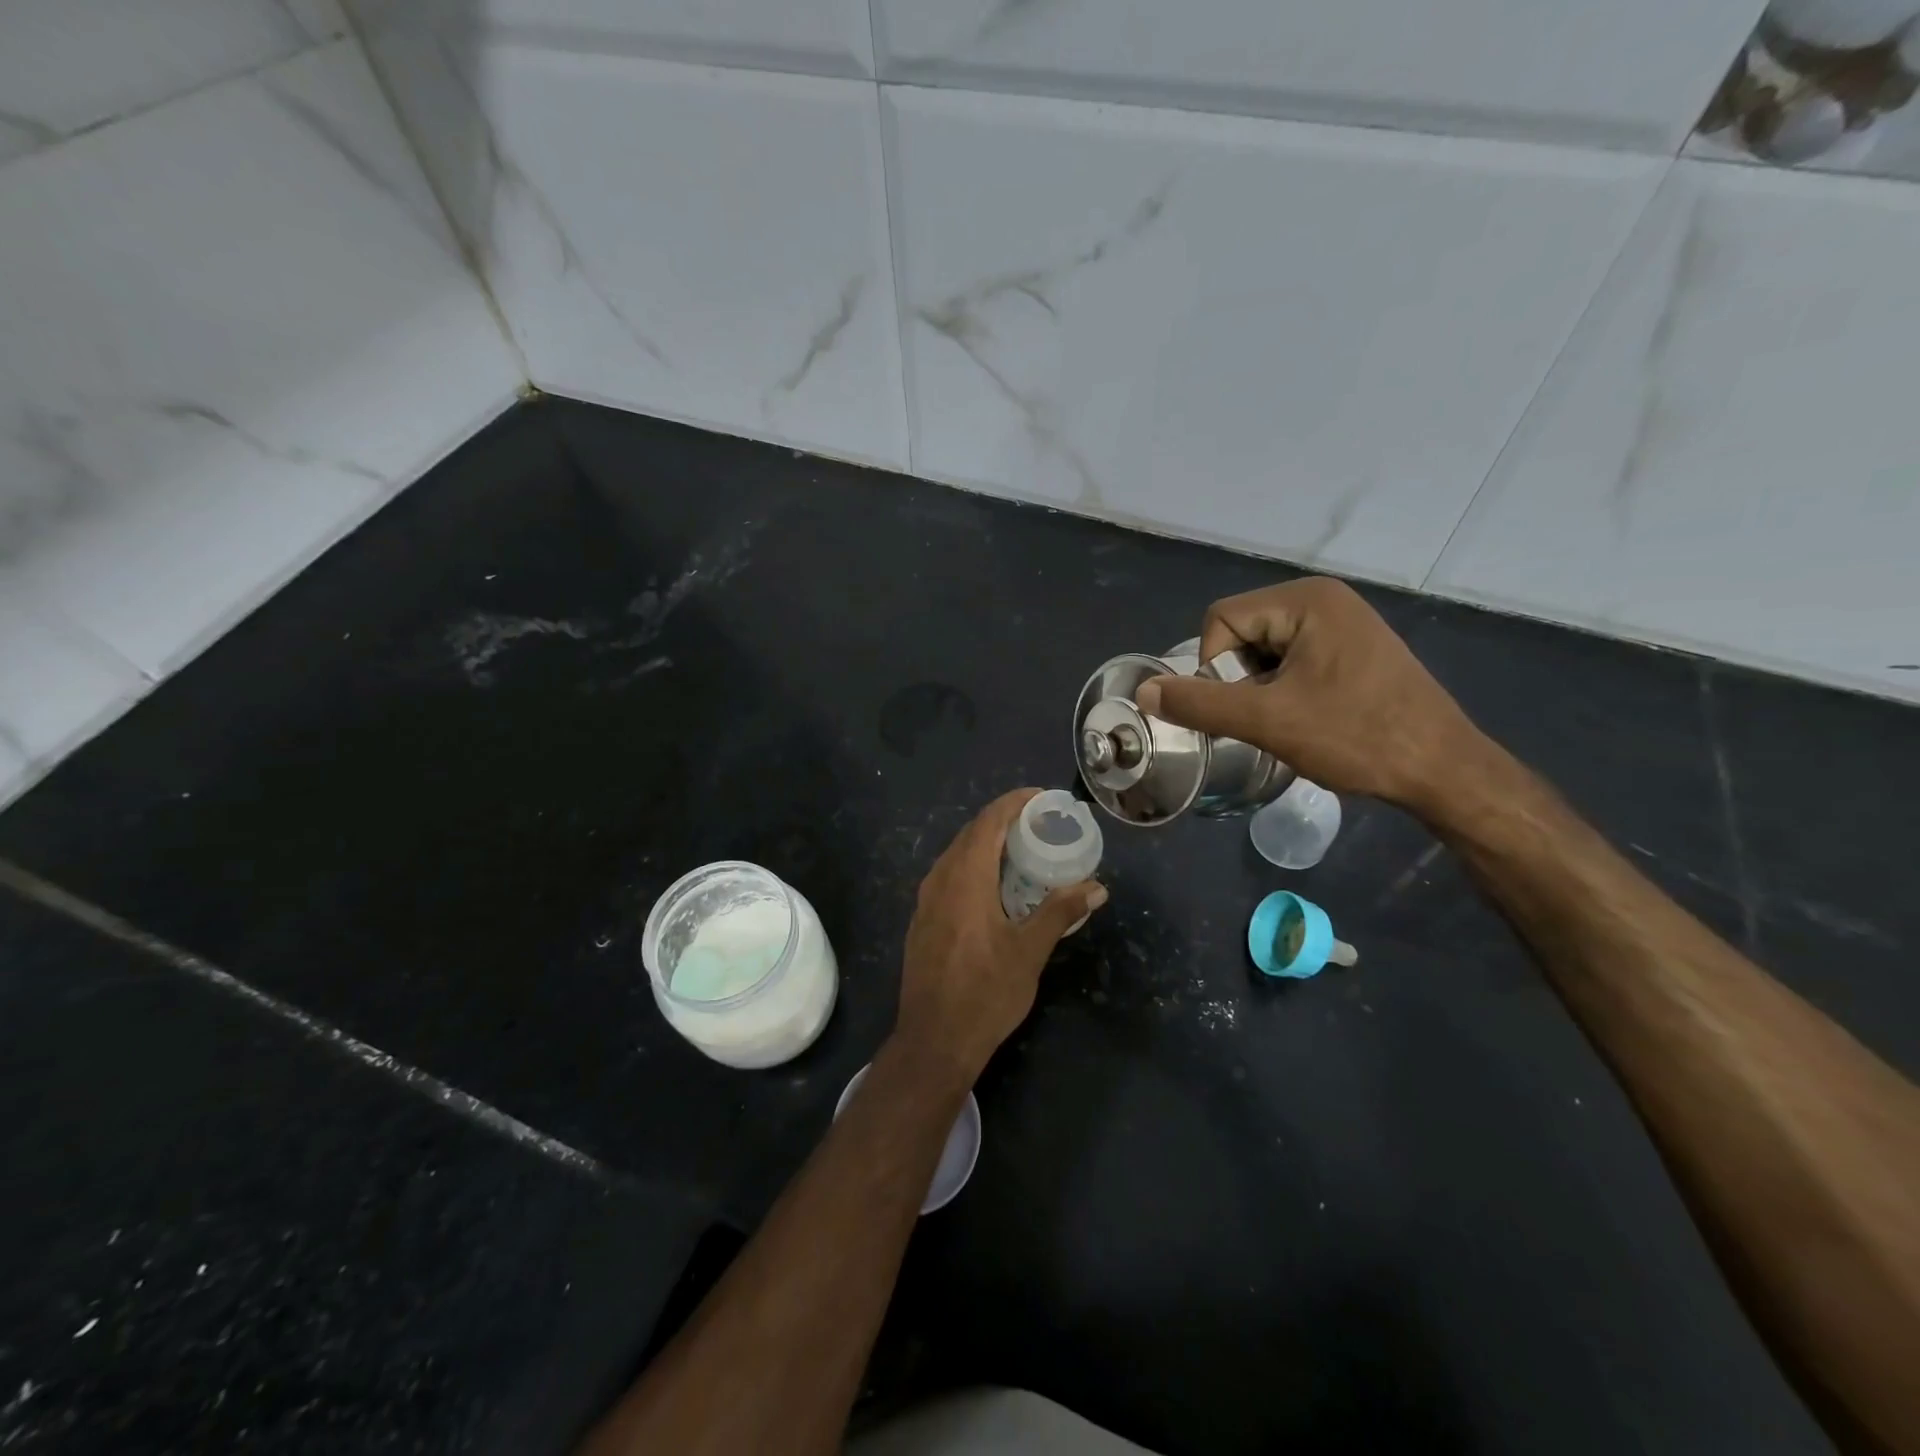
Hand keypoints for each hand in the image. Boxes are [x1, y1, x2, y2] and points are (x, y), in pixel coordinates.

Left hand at [893, 789, 1106, 1081]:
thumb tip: (1096, 888)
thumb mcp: (1029, 952)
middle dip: (1005, 821)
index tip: (1042, 798)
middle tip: (1041, 824)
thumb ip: (1060, 912)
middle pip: (971, 834)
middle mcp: (940, 880)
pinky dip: (974, 866)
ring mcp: (926, 900)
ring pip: (958, 854)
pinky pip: (950, 875)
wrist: (933, 1041)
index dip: (1014, 803)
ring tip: (1023, 850)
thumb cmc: (984, 994)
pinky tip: (995, 886)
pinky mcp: (922, 919)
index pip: (989, 822)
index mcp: (965, 879)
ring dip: (988, 844)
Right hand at [1135, 578, 1489, 820]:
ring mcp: (1343, 623)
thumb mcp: (1267, 721)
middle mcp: (1324, 599)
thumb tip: (1144, 690)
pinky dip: (1285, 689)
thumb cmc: (1356, 736)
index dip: (1215, 668)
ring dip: (1261, 688)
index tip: (1245, 708)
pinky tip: (1308, 719)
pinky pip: (1294, 659)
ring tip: (1289, 722)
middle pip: (1241, 632)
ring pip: (1265, 650)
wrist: (1443, 770)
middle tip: (1267, 718)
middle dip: (1240, 679)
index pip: (1220, 620)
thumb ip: (1199, 703)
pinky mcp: (1353, 649)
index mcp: (1306, 600)